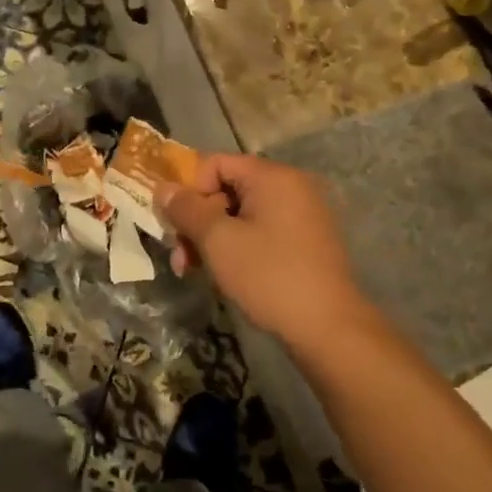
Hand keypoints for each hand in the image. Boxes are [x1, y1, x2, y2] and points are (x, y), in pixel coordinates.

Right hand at [157, 154, 375, 352]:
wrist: (328, 328)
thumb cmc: (269, 276)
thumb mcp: (218, 241)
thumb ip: (187, 209)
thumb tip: (163, 189)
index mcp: (273, 177)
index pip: (216, 163)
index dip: (189, 189)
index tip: (174, 224)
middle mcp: (290, 187)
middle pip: (227, 189)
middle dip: (197, 220)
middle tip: (178, 256)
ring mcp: (301, 215)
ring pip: (240, 215)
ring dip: (211, 238)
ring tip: (192, 271)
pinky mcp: (304, 242)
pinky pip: (260, 231)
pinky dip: (236, 247)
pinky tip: (222, 275)